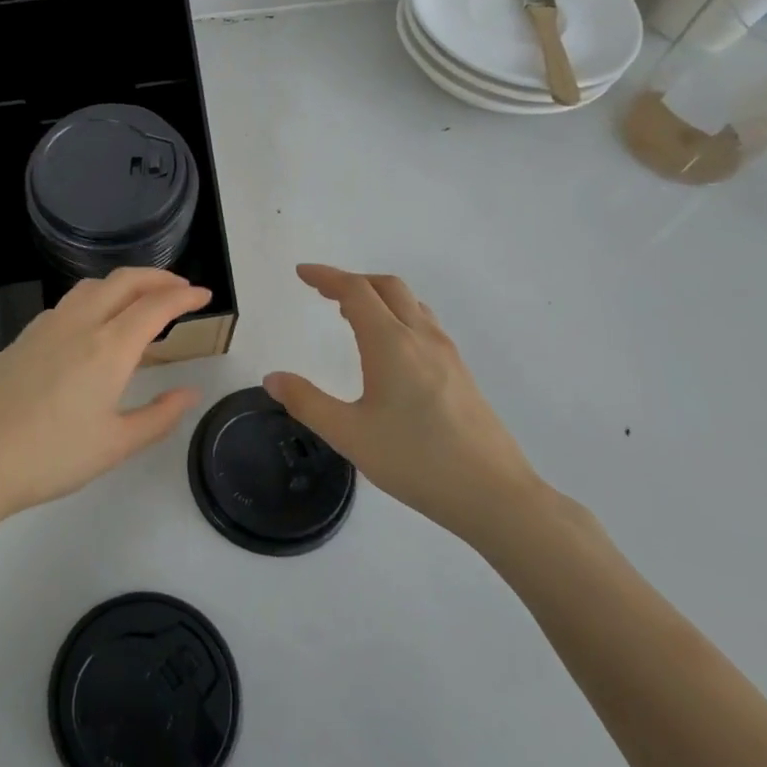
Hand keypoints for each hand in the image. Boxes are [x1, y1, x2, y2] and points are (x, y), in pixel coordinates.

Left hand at [0, 268, 209, 524]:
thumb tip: (190, 392)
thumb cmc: (52, 457)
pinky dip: (97, 297)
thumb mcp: (116, 444)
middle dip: (158, 278)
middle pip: (125, 281)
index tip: (205, 296)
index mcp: (109, 347)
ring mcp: (48, 326)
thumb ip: (160, 416)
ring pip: (93, 286)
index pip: (155, 306)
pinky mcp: (25, 336)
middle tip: (181, 289)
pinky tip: (95, 323)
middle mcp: (80, 324)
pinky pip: (70, 302)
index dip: (184, 297)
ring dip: (125, 283)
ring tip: (141, 299)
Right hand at [264, 264, 546, 546]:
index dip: (326, 277)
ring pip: (411, 303)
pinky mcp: (461, 373)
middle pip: (387, 287)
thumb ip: (307, 402)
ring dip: (378, 296)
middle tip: (323, 292)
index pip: (355, 292)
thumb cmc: (415, 461)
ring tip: (351, 315)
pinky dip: (398, 315)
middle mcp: (421, 338)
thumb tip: (273, 378)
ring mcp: (447, 354)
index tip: (302, 273)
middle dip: (352, 281)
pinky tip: (390, 347)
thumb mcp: (349, 435)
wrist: (493, 494)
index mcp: (391, 344)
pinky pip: (424, 324)